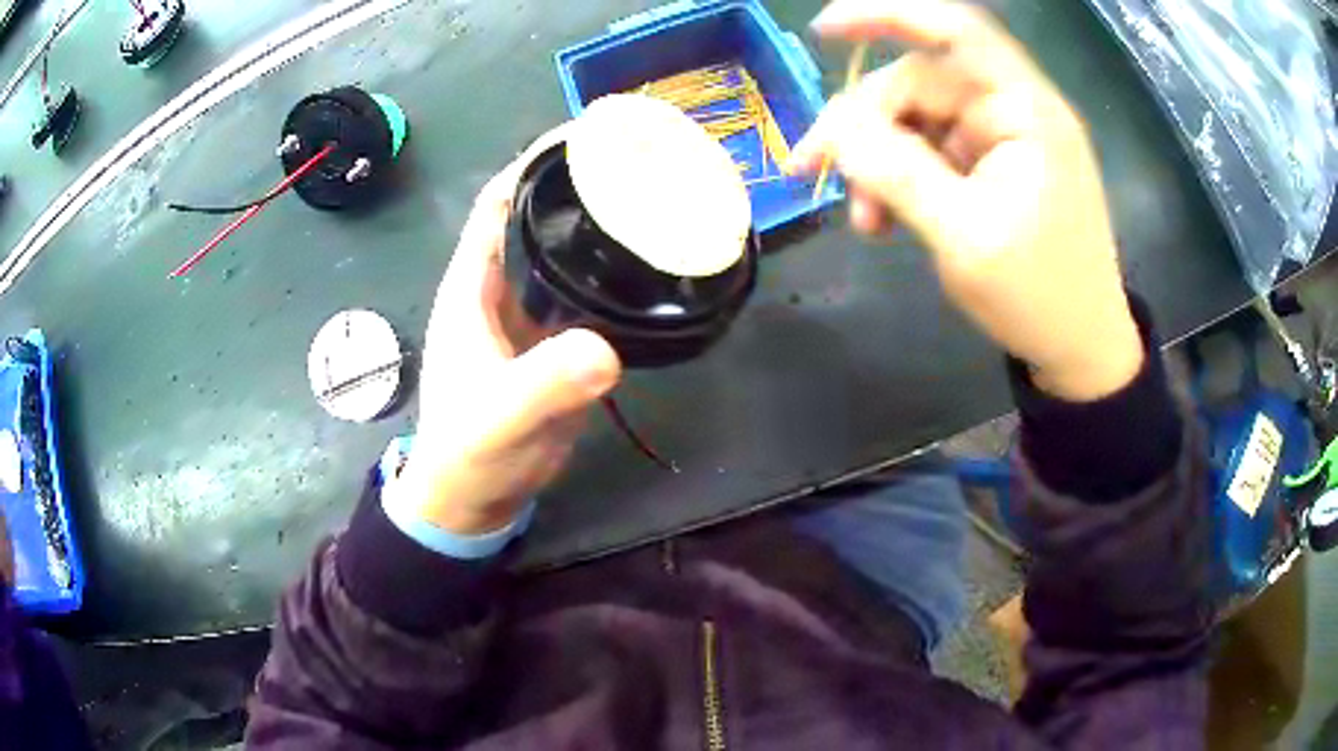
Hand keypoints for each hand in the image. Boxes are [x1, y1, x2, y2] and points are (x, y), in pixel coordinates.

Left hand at [395, 161, 621, 534]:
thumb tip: (605, 351)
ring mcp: (531, 314)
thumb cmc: (469, 452)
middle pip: (538, 214)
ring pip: (566, 250)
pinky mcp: (557, 343)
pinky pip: (588, 292)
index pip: (500, 199)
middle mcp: (500, 286)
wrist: (475, 497)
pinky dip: (615, 272)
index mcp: (473, 284)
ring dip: (600, 222)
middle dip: (581, 180)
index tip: (588, 131)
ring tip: (657, 199)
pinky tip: (653, 266)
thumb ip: (542, 386)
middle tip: (642, 159)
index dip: (536, 158)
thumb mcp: (498, 418)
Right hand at [789, 0, 1142, 400]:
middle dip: (864, 124)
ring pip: (917, 121)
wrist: (1081, 348)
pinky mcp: (993, 167)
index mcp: (1024, 111)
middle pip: (920, 83)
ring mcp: (1003, 139)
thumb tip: (834, 127)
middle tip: (812, 171)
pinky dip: (901, 180)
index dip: (888, 15)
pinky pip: (931, 153)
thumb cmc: (1039, 297)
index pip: (956, 30)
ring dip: (879, 161)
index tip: (823, 31)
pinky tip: (885, 220)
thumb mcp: (964, 238)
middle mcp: (1013, 111)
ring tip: (865, 221)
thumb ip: (899, 173)